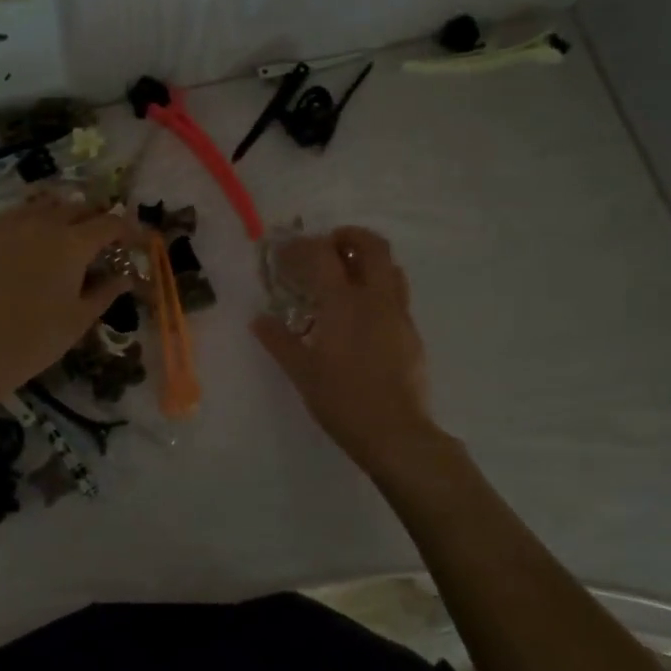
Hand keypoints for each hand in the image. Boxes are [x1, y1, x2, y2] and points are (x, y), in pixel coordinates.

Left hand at [0, 193, 135, 397]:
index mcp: (74, 244)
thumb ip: (106, 291)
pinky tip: (35, 234)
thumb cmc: (37, 338)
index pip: (111, 223)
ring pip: (47, 203)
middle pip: (80, 206)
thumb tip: (126, 277)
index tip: (136, 241)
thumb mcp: (80, 317)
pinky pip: (18, 212)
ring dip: (66, 211)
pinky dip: (35, 216)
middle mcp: (45, 223)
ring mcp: (12, 224)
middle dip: (98, 218)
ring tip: (70, 229)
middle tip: (104, 238)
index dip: (128, 230)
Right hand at [251, 228, 436, 467]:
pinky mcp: (412, 333)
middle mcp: (376, 299)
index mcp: (344, 303)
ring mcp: (399, 314)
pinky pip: (397, 296)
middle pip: (372, 246)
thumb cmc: (342, 400)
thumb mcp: (302, 372)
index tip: (285, 253)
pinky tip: (362, 316)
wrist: (395, 433)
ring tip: (346, 276)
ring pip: (391, 268)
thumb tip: (259, 319)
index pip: (322, 255)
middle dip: (349, 237)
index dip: (302, 247)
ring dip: (368, 261)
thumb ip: (279, 341)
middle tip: (327, 247)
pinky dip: (378, 289)